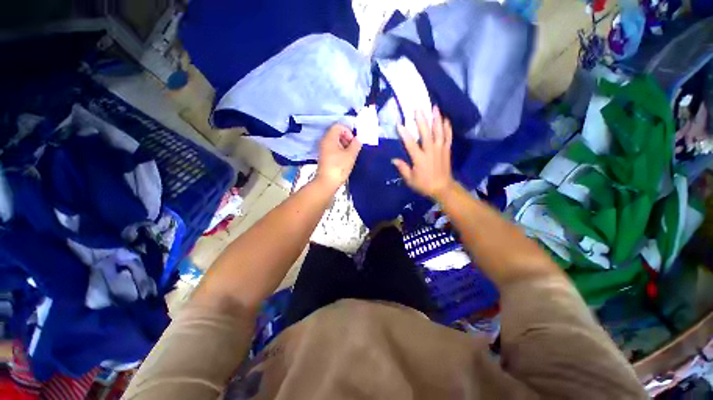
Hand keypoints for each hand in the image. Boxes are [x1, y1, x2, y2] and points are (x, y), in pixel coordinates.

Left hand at [316, 123, 362, 190]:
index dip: (348, 131)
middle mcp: (325, 142)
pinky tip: (346, 160)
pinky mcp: (325, 158)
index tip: (354, 141)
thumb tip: (358, 139)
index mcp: (330, 138)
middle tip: (354, 148)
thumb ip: (356, 145)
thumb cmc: (338, 167)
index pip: (339, 126)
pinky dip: (340, 152)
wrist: (327, 183)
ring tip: (351, 155)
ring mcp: (324, 150)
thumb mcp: (351, 155)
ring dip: (345, 146)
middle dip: (347, 138)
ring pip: (335, 142)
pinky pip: (333, 149)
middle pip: (337, 133)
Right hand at [392, 106, 455, 200]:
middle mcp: (430, 151)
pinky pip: (448, 136)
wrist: (442, 188)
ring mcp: (440, 149)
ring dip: (436, 119)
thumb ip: (402, 168)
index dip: (404, 134)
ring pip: (439, 132)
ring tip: (434, 107)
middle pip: (426, 133)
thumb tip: (393, 159)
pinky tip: (445, 119)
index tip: (399, 124)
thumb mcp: (410, 179)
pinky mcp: (447, 150)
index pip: (410, 144)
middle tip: (418, 108)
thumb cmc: (424, 184)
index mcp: (420, 158)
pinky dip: (447, 127)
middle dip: (422, 120)